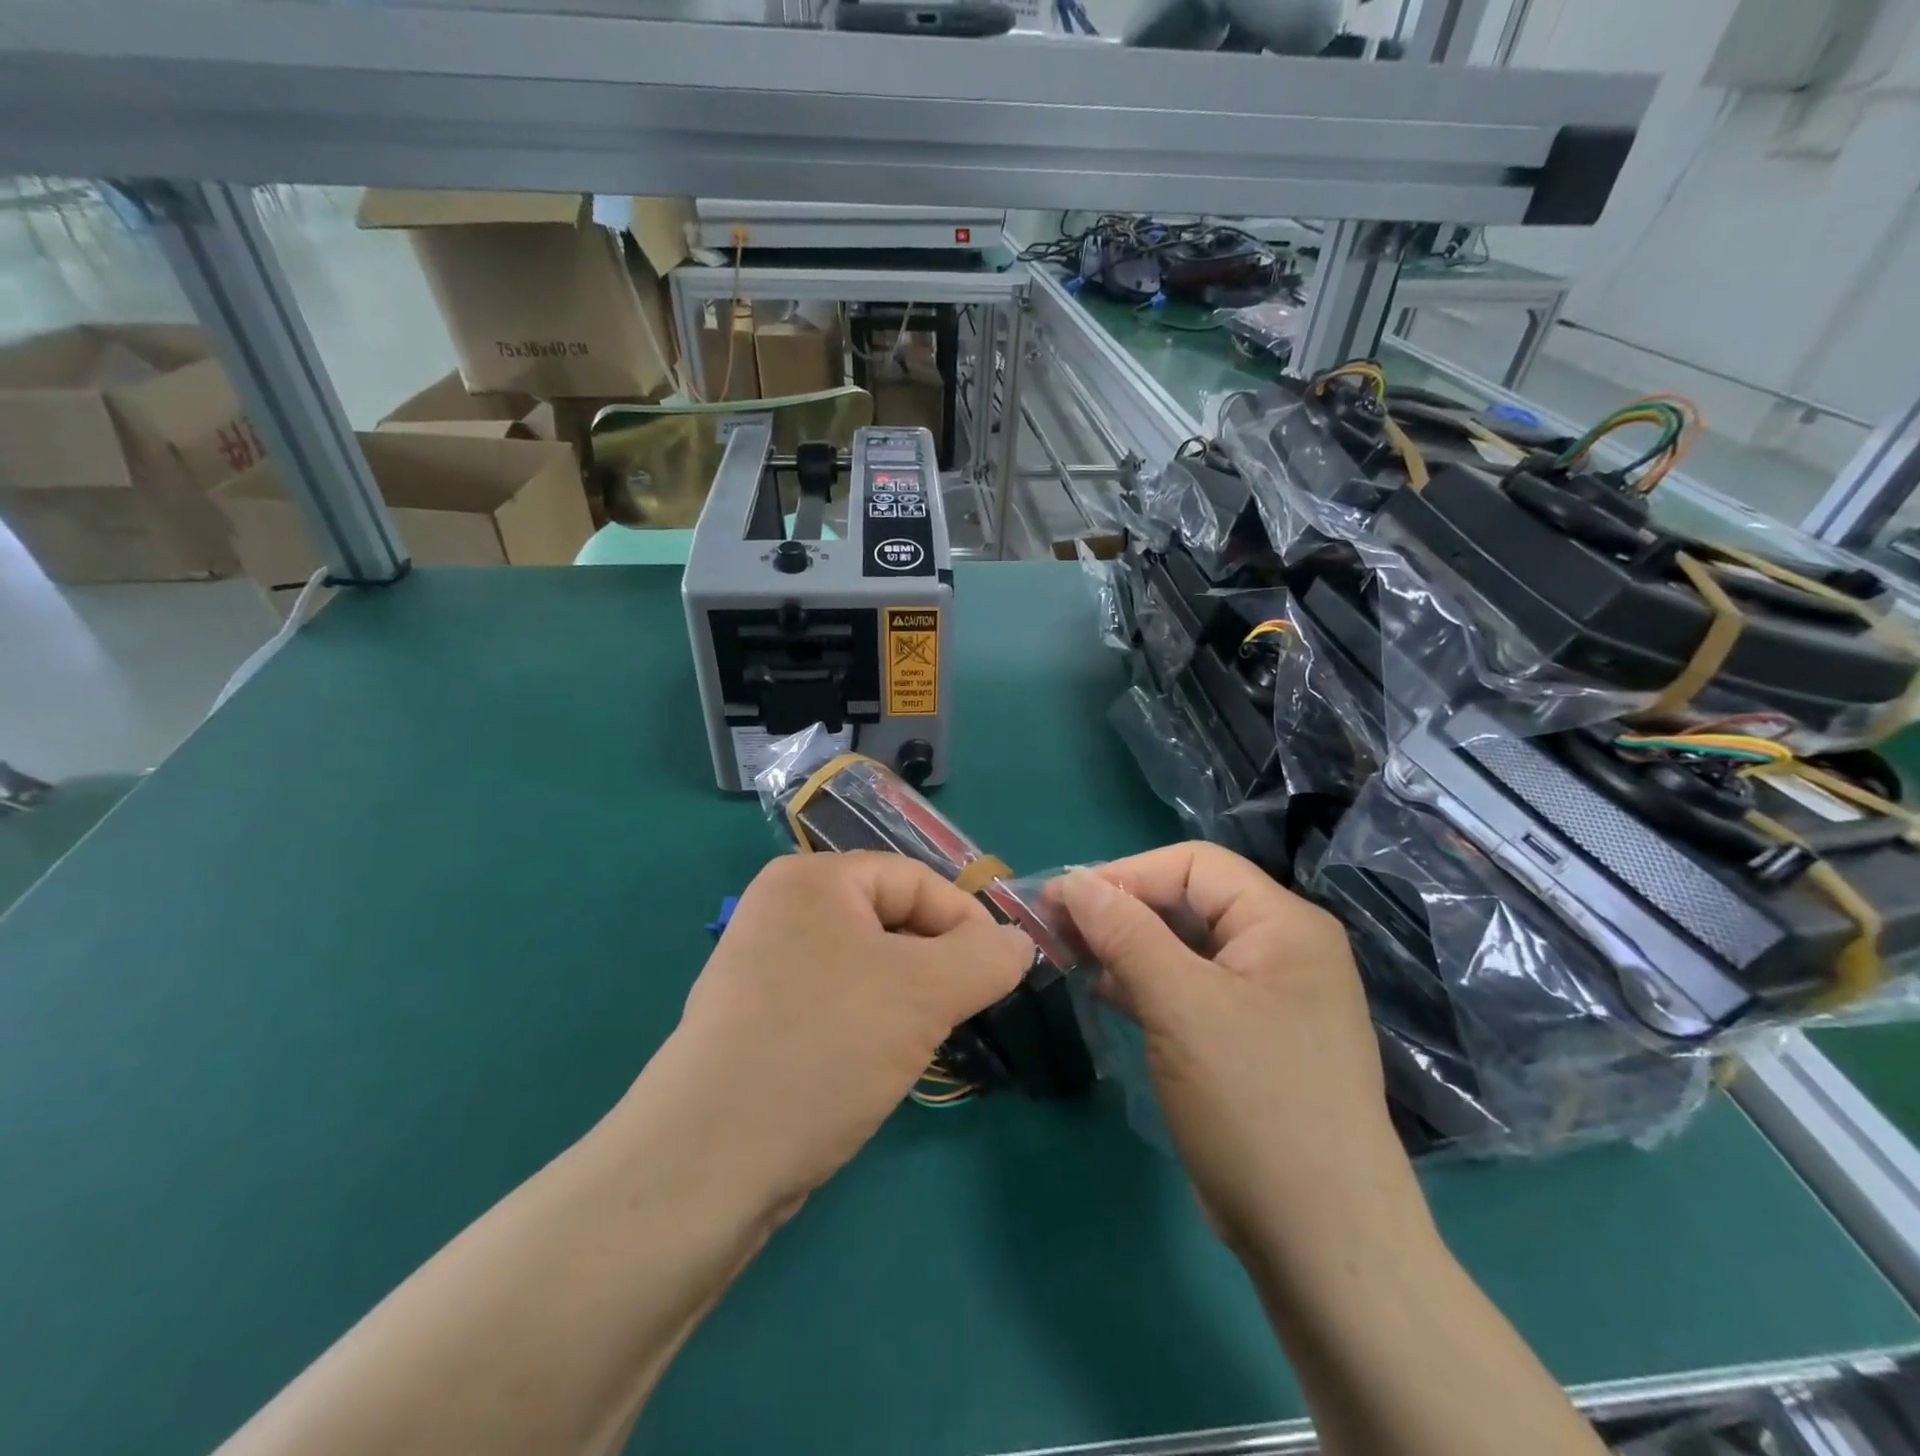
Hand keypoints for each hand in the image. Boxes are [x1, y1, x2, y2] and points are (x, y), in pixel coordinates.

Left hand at [628, 852, 1032, 1216]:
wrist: (707, 1163)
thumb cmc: (823, 1049)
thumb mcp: (923, 993)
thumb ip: (986, 958)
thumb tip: (1019, 943)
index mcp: (812, 878)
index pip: (916, 880)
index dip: (966, 923)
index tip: (1000, 977)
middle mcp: (783, 909)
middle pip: (892, 921)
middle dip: (936, 966)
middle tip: (961, 1015)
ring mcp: (764, 964)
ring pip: (868, 966)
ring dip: (907, 1000)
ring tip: (922, 1043)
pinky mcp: (759, 1017)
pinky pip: (837, 1000)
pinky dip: (870, 1023)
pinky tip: (876, 1064)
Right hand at [1056, 843, 1425, 1257]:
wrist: (1322, 1243)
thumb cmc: (1254, 1105)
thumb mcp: (1181, 1006)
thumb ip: (1125, 933)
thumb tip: (1074, 881)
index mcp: (1283, 924)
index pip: (1193, 866)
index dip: (1125, 874)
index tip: (1063, 900)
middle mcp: (1281, 949)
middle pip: (1187, 902)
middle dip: (1120, 910)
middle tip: (1056, 928)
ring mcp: (1267, 996)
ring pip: (1183, 947)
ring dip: (1125, 946)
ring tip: (1069, 956)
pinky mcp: (1249, 1038)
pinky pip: (1189, 989)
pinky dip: (1145, 983)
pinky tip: (1105, 992)